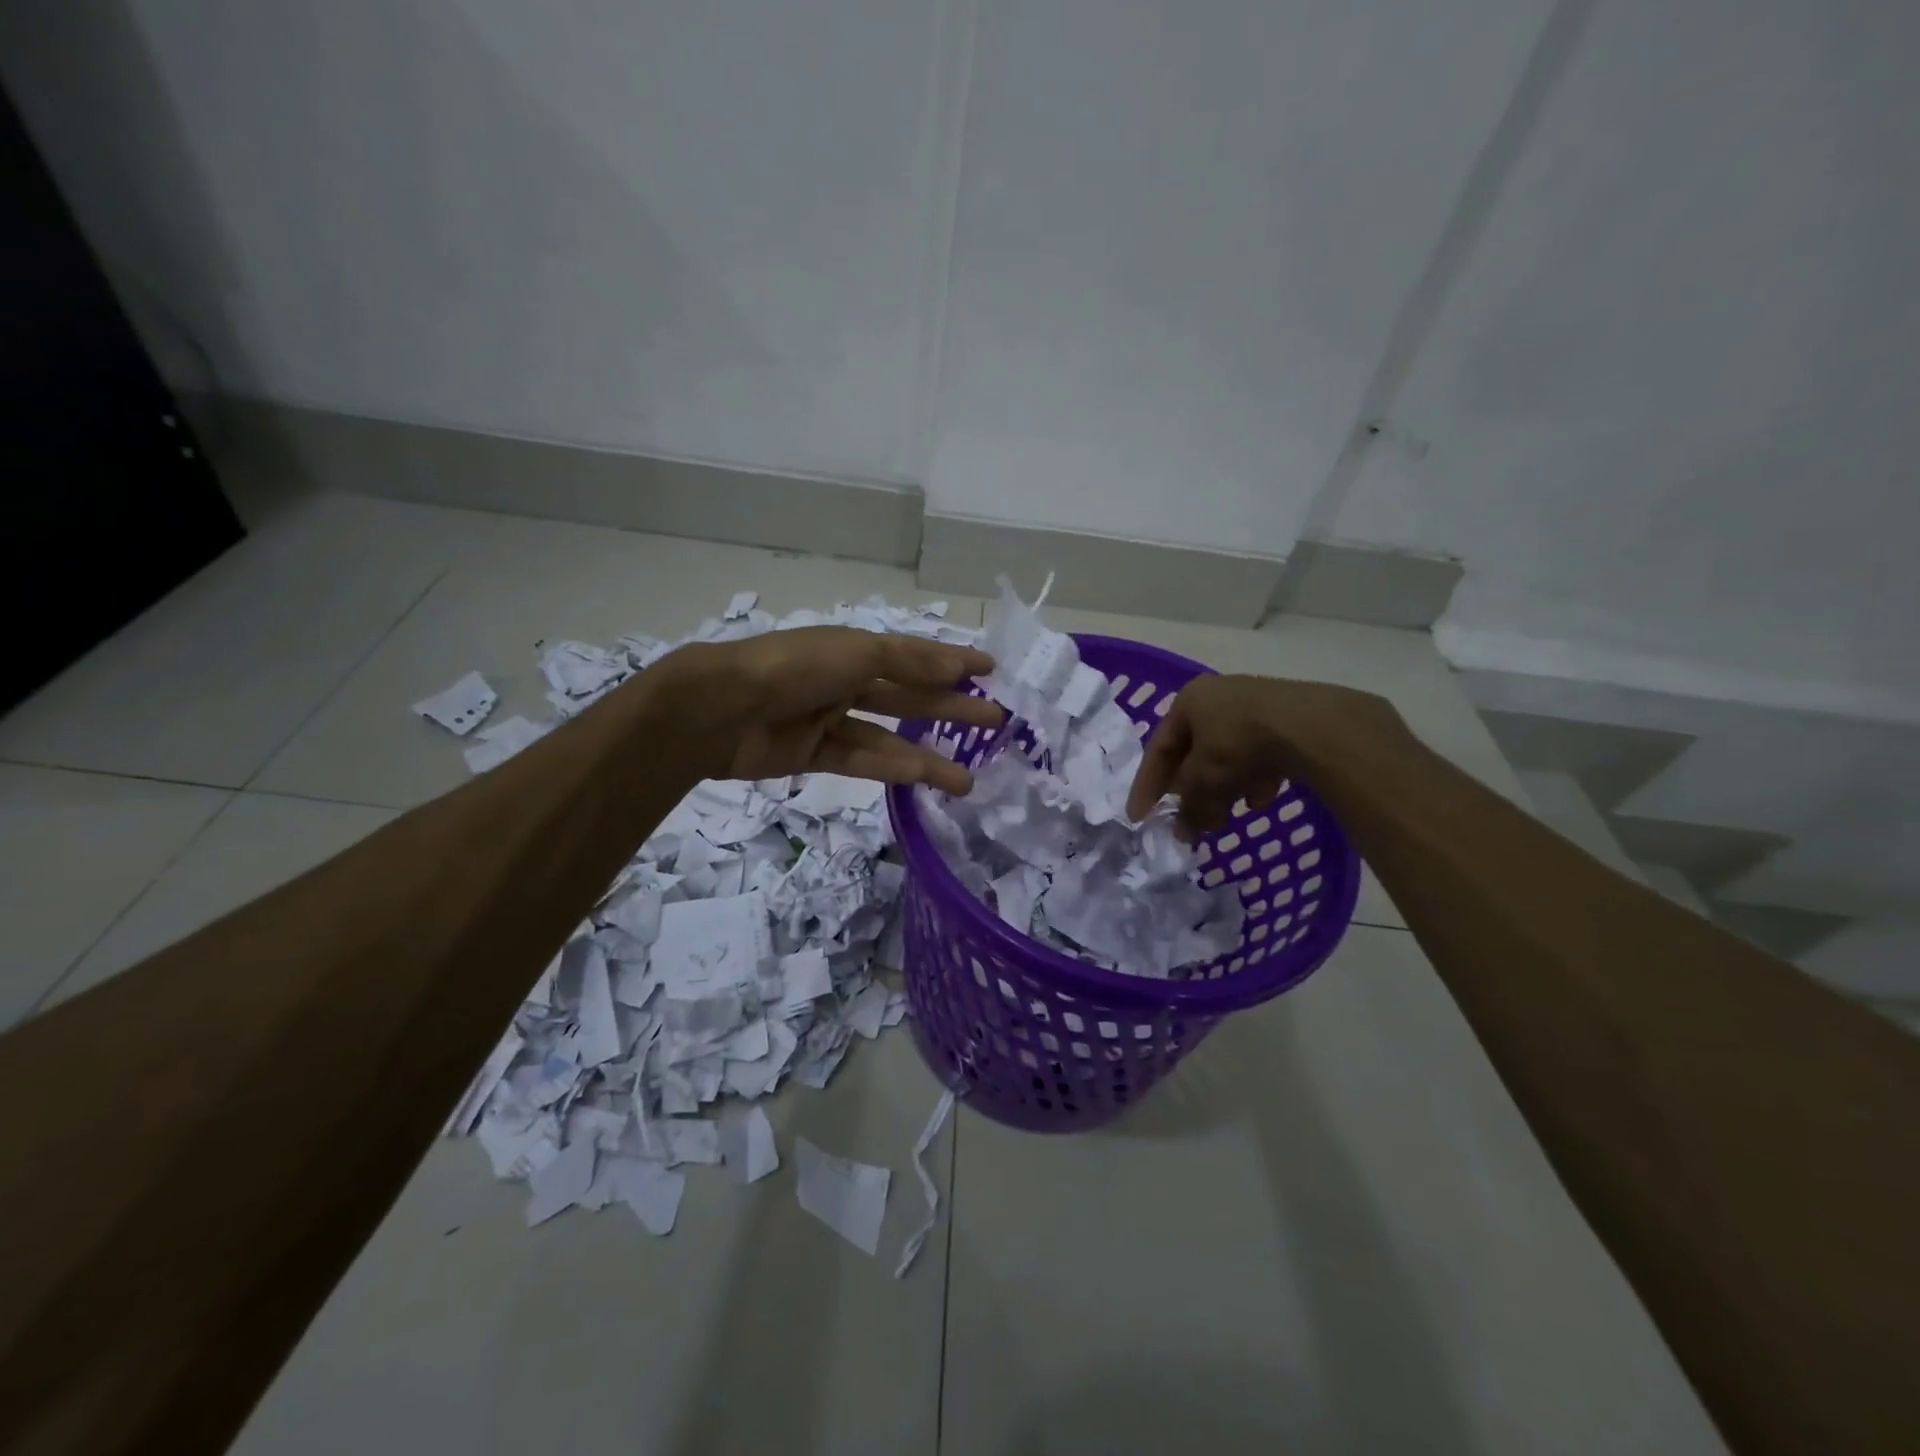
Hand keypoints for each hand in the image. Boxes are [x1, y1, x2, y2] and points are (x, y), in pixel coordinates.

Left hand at [652, 627, 1002, 792]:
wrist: (720, 709)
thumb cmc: (793, 668)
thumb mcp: (855, 653)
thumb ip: (907, 662)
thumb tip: (957, 669)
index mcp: (853, 649)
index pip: (914, 655)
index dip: (952, 662)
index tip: (991, 671)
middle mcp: (845, 680)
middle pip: (909, 696)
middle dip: (951, 708)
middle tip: (995, 722)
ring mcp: (829, 718)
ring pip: (890, 737)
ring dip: (928, 755)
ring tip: (969, 777)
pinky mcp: (814, 754)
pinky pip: (861, 760)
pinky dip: (892, 769)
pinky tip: (924, 778)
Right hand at [1126, 674, 1411, 836]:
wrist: (1312, 727)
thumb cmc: (1239, 744)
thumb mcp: (1203, 781)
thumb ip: (1188, 808)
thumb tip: (1182, 834)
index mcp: (1189, 701)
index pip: (1158, 748)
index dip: (1147, 786)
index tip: (1140, 817)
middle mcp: (1219, 697)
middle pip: (1195, 752)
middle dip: (1192, 791)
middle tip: (1190, 820)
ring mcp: (1256, 705)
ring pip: (1227, 755)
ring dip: (1223, 788)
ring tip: (1227, 816)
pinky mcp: (1289, 720)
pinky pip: (1259, 754)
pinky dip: (1253, 779)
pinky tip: (1262, 799)